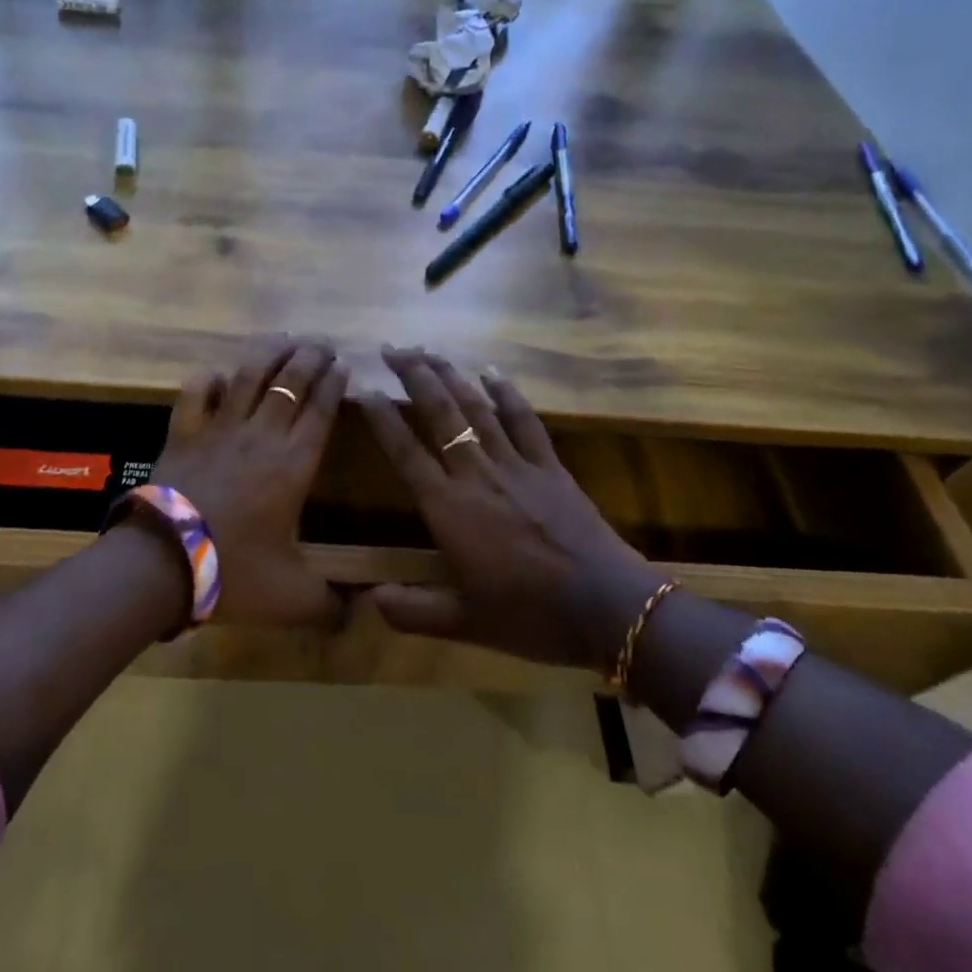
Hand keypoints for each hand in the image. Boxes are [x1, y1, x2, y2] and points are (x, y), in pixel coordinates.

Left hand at [142, 335, 347, 629]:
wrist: (165, 562)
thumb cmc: (234, 572)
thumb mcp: (292, 598)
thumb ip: (329, 606)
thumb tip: (357, 617)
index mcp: (294, 463)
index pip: (321, 410)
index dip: (334, 384)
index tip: (343, 366)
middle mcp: (262, 435)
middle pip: (290, 381)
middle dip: (310, 357)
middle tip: (322, 344)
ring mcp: (220, 428)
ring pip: (249, 376)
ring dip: (269, 354)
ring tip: (283, 340)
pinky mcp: (185, 432)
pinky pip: (197, 394)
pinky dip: (208, 380)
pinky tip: (218, 375)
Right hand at [360, 348, 663, 671]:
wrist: (608, 607)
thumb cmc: (530, 616)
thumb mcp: (465, 622)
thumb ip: (413, 610)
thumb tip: (368, 601)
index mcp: (449, 509)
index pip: (406, 453)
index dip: (382, 419)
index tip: (363, 390)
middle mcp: (477, 475)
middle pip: (439, 414)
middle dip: (414, 376)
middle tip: (392, 348)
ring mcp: (516, 465)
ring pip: (476, 408)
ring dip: (450, 375)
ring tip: (428, 349)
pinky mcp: (549, 465)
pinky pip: (524, 420)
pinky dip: (506, 393)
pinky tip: (490, 371)